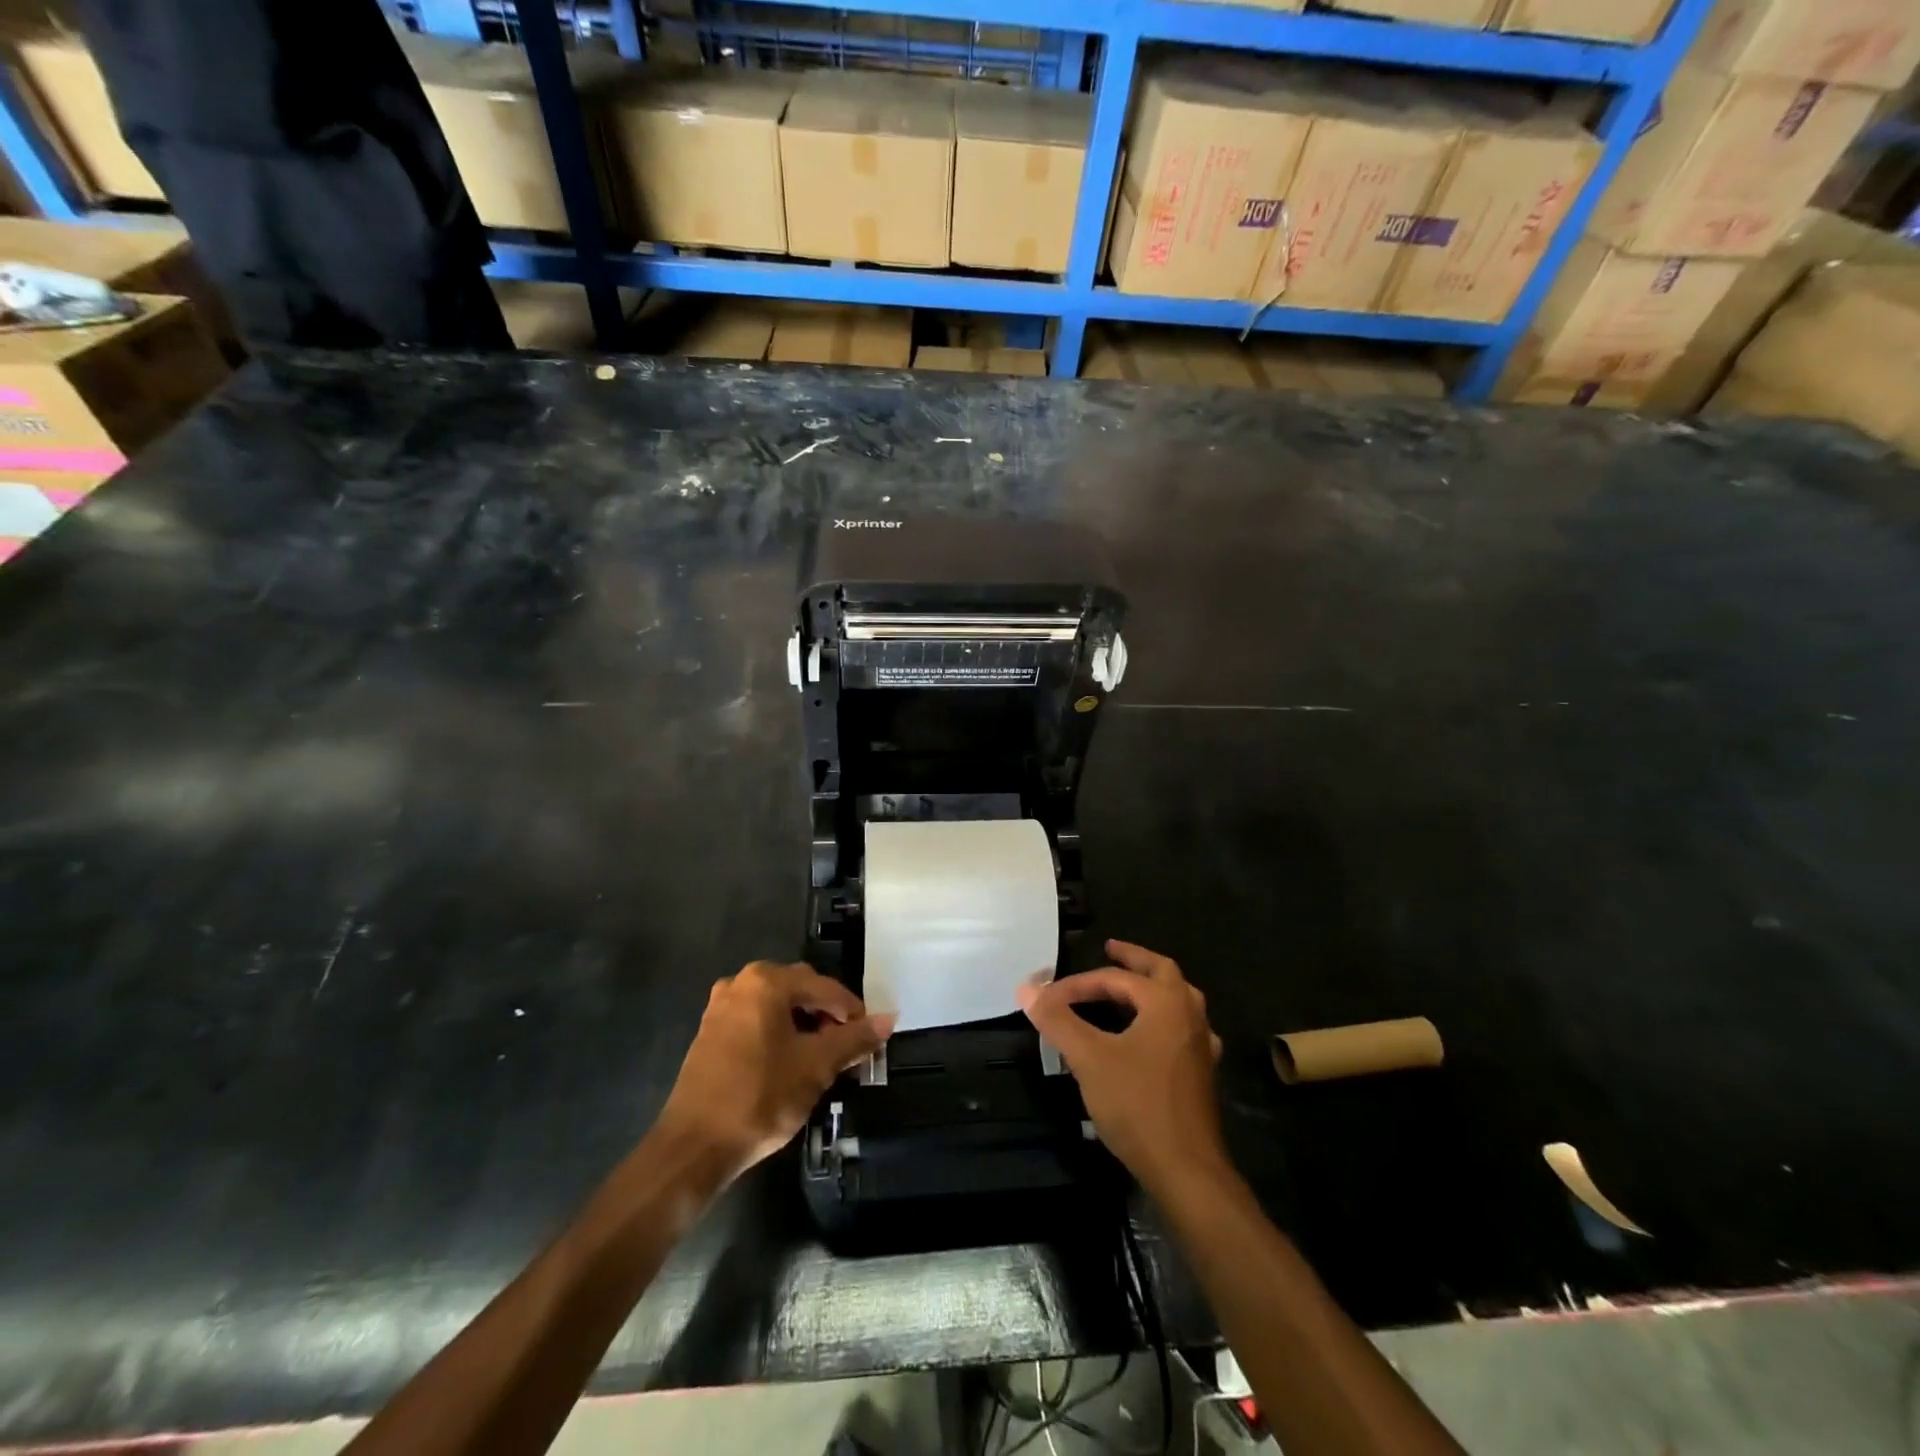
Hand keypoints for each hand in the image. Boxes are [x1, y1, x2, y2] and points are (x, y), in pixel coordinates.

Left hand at [657, 961, 894, 1179]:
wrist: (693, 1148)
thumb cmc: (759, 1097)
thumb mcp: (816, 1068)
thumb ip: (854, 1039)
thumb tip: (888, 1019)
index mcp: (767, 982)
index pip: (824, 987)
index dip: (852, 1011)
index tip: (869, 1038)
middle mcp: (741, 983)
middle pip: (800, 990)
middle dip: (827, 1016)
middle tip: (846, 1048)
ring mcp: (721, 1007)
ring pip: (777, 1006)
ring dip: (803, 1025)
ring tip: (821, 1059)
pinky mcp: (710, 1033)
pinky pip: (756, 1021)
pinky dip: (778, 1034)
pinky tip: (789, 1064)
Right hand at [1017, 940, 1225, 1189]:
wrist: (1186, 1170)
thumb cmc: (1137, 1105)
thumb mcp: (1089, 1058)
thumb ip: (1058, 1020)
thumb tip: (1027, 988)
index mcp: (1166, 1002)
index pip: (1115, 979)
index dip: (1078, 984)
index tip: (1048, 998)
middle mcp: (1190, 1015)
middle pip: (1162, 972)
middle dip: (1133, 960)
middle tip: (1109, 951)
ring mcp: (1201, 1045)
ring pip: (1179, 1000)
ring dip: (1152, 988)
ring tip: (1128, 989)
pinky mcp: (1202, 1073)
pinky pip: (1182, 1030)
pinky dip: (1163, 1020)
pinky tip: (1152, 1036)